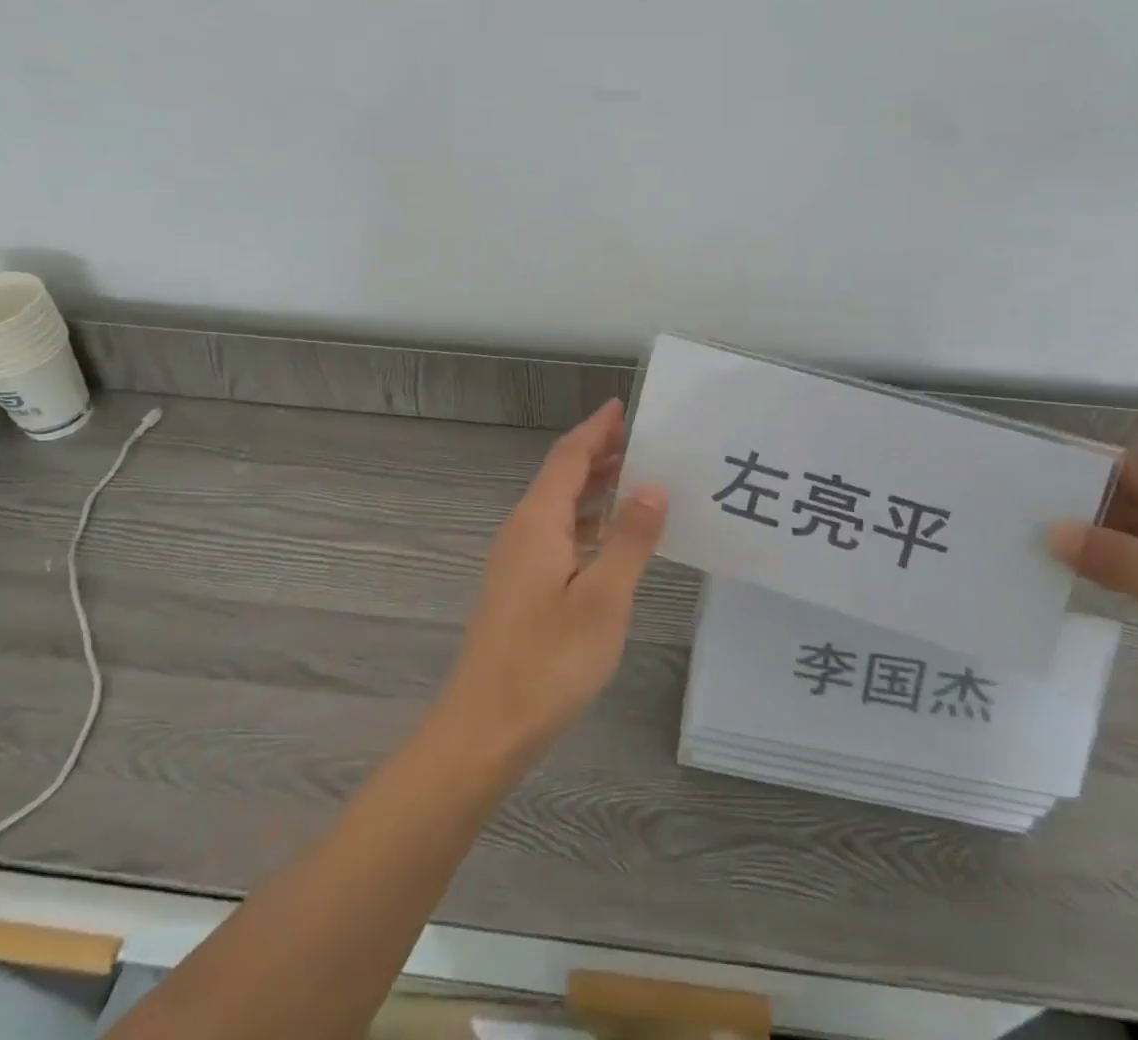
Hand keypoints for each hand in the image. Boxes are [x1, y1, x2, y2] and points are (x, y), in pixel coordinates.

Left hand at [435, 399, 667, 764]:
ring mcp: (517, 562)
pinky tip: (611, 540)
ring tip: (638, 481)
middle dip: (599, 455)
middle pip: (561, 477)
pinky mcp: (519, 589)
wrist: (484, 730)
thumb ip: (630, 540)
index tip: (622, 407)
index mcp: (538, 522)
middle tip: (645, 442)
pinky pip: (556, 536)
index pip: (569, 457)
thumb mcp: (604, 599)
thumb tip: (653, 486)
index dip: (596, 430)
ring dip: (594, 490)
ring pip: (558, 508)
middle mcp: (522, 531)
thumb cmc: (547, 661)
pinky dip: (586, 524)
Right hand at [1050, 446, 1137, 777]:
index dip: (1082, 469)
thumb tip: (1053, 530)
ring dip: (1105, 537)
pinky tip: (1093, 576)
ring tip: (1043, 546)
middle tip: (1022, 519)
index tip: (1025, 483)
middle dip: (1084, 504)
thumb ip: (1126, 564)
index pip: (1137, 467)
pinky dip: (1130, 563)